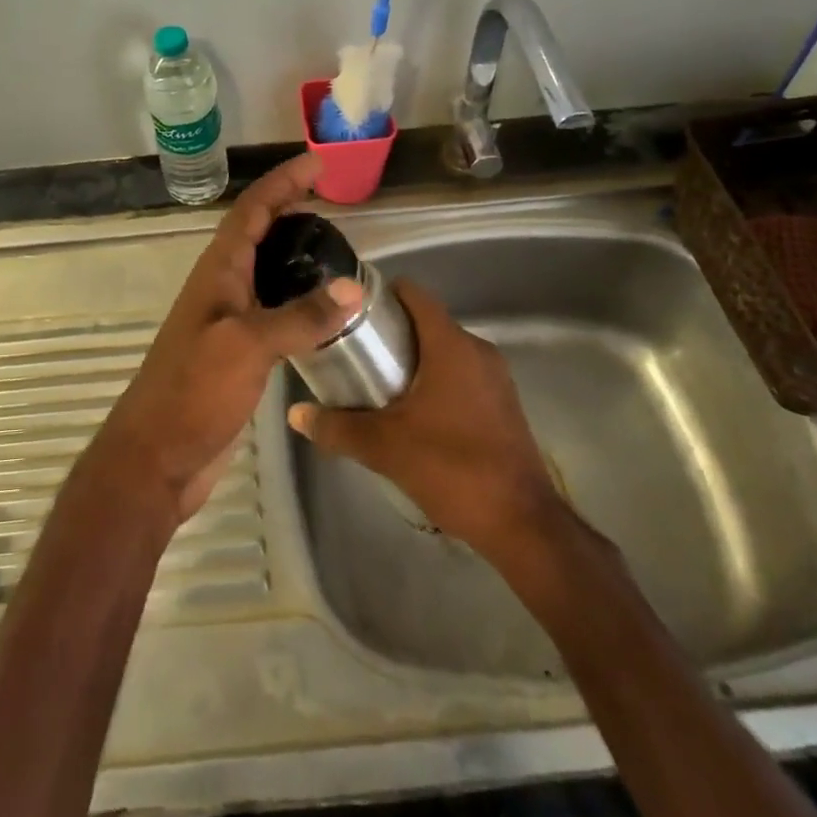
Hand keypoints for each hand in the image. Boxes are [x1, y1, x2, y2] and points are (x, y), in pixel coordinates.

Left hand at [86, 154, 362, 525]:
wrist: (156, 459)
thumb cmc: (193, 393)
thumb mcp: (247, 347)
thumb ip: (299, 318)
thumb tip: (351, 289)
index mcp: (217, 274)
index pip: (251, 212)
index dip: (281, 183)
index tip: (316, 164)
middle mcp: (221, 289)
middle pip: (256, 234)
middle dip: (288, 209)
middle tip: (331, 202)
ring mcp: (227, 322)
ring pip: (264, 272)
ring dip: (293, 253)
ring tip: (334, 248)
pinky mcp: (237, 355)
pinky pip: (271, 311)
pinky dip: (296, 299)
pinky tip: (321, 311)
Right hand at [286, 279, 565, 556]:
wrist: (520, 522)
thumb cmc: (451, 467)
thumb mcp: (384, 446)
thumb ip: (337, 426)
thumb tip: (296, 414)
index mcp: (451, 345)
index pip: (415, 295)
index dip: (382, 295)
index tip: (350, 310)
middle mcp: (477, 350)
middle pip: (427, 323)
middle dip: (391, 333)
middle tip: (353, 352)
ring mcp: (495, 378)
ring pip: (445, 351)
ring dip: (413, 360)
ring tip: (375, 383)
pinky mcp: (503, 404)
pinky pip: (462, 375)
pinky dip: (435, 381)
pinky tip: (412, 412)